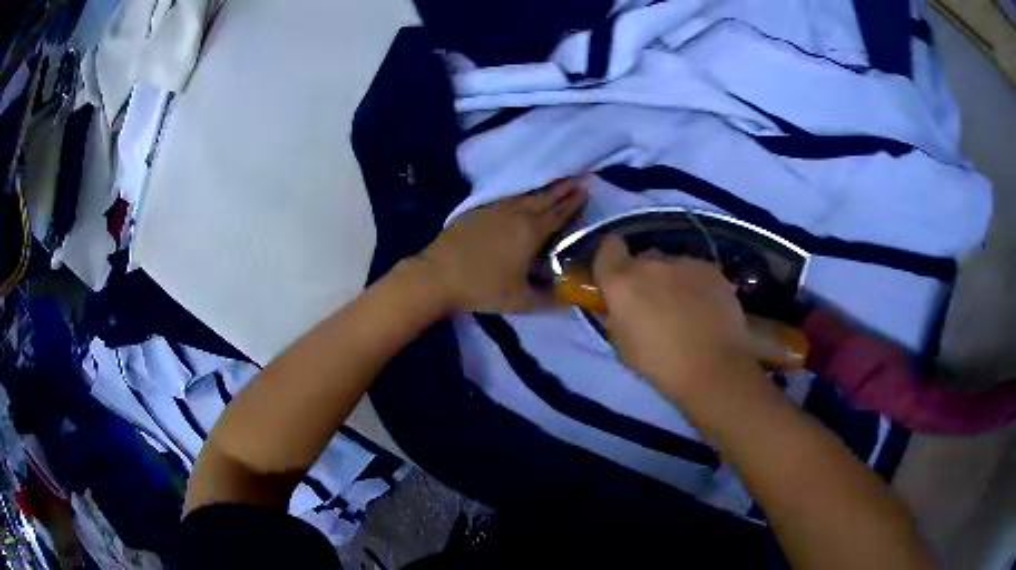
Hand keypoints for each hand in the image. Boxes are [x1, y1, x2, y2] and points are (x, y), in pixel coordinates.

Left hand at [415, 178, 588, 313]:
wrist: (438, 276)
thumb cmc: (482, 289)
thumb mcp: (520, 302)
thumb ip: (549, 301)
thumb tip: (571, 301)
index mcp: (531, 233)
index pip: (559, 214)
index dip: (574, 203)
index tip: (586, 190)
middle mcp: (516, 215)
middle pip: (544, 198)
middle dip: (562, 189)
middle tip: (578, 180)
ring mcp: (495, 209)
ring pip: (525, 196)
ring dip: (542, 190)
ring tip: (555, 185)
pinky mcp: (477, 210)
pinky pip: (506, 198)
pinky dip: (520, 196)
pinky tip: (520, 199)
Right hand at [592, 236, 764, 401]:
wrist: (715, 367)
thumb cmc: (662, 366)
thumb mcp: (624, 347)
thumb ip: (618, 318)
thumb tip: (622, 309)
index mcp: (621, 282)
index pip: (607, 249)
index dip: (611, 261)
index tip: (616, 280)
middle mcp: (651, 263)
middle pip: (642, 259)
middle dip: (644, 277)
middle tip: (653, 305)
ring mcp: (684, 263)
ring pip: (671, 266)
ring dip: (672, 282)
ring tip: (685, 310)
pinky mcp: (711, 269)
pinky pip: (695, 272)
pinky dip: (696, 286)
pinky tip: (706, 310)